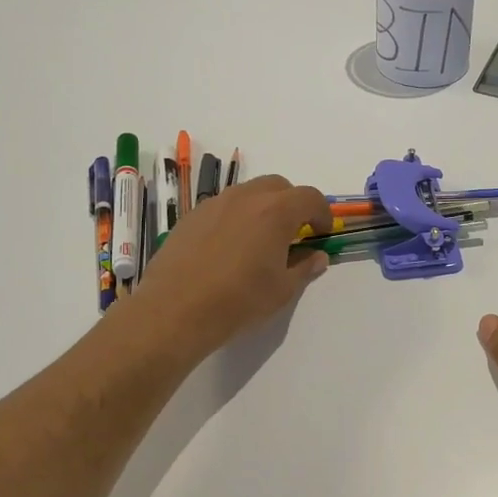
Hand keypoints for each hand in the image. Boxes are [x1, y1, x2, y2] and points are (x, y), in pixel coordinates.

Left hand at [130, 175, 331, 361]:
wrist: (175, 310)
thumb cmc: (239, 300)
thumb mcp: (282, 290)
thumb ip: (304, 268)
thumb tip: (317, 256)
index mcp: (276, 211)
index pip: (310, 197)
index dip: (322, 213)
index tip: (322, 233)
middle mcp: (246, 198)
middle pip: (278, 186)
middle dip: (292, 204)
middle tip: (293, 233)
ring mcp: (215, 204)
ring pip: (248, 193)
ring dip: (262, 208)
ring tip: (259, 241)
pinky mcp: (191, 216)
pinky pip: (223, 207)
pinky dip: (235, 217)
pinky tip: (229, 248)